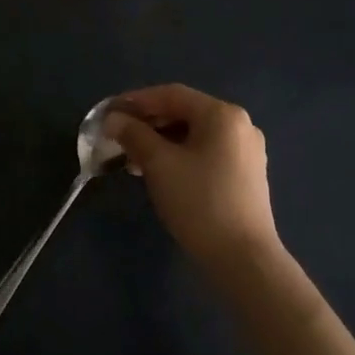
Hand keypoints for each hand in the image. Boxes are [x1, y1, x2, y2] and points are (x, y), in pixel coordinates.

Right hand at [103, 84, 281, 274]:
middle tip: (117, 137)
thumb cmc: (199, 202)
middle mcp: (239, 125)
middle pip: (184, 112)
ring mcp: (246, 152)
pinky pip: (205, 153)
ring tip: (131, 159)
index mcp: (222, 114)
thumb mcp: (159, 164)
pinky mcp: (245, 176)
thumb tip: (113, 119)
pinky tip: (157, 173)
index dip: (135, 100)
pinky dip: (178, 155)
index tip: (108, 112)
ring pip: (193, 135)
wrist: (243, 259)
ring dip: (160, 141)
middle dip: (147, 123)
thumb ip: (133, 134)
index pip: (171, 94)